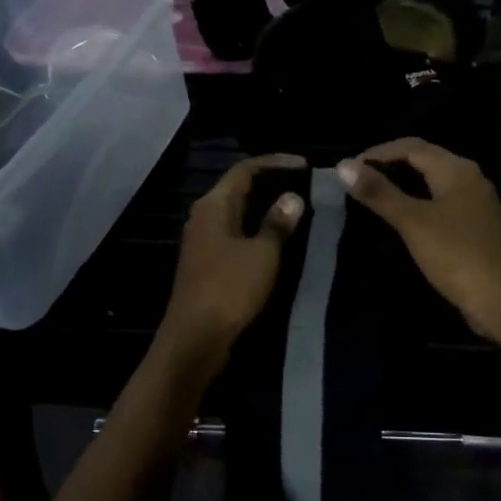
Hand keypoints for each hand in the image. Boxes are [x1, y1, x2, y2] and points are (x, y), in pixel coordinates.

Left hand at [158, 154, 306, 370]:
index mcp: (213, 206)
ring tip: (297, 208)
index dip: (275, 163)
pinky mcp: (207, 264)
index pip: (245, 170)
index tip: (305, 165)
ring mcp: (204, 241)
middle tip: (304, 184)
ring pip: (237, 213)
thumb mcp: (262, 253)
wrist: (196, 337)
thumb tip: (292, 198)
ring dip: (264, 208)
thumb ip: (277, 223)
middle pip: (238, 189)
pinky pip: (236, 234)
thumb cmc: (229, 288)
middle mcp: (204, 217)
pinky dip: (257, 229)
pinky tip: (277, 238)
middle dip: (271, 183)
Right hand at [338, 139, 500, 340]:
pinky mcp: (475, 226)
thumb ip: (379, 193)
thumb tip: (343, 165)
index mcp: (456, 169)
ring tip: (373, 197)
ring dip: (402, 185)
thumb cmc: (456, 255)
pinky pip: (440, 203)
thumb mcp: (413, 221)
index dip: (378, 152)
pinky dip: (417, 203)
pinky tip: (401, 219)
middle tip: (357, 182)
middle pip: (424, 160)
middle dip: (390, 165)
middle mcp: (469, 178)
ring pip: (432, 182)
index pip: (411, 146)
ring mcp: (475, 203)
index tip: (348, 170)